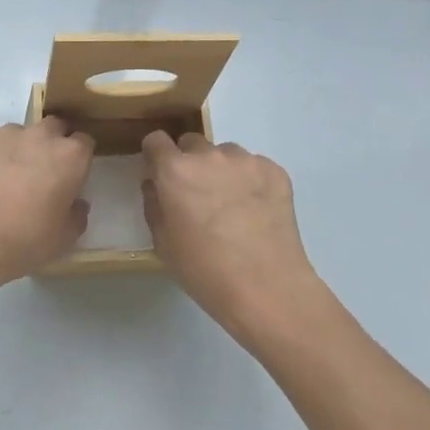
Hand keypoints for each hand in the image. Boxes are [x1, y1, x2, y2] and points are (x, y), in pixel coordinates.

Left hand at [0, 119, 94, 297]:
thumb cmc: (22, 242)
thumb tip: (75, 202)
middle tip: (39, 176)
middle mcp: (40, 135)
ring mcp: (3, 132)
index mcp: (70, 157)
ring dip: (16, 150)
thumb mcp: (63, 240)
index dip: (78, 160)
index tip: (70, 178)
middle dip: (50, 146)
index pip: (84, 142)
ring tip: (0, 181)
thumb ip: (77, 215)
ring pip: (17, 134)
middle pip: (53, 128)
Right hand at [141, 132, 319, 335]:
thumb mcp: (163, 243)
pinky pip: (254, 166)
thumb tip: (156, 185)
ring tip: (232, 206)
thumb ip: (153, 205)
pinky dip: (251, 181)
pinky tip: (256, 212)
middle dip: (189, 163)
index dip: (156, 157)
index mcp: (176, 170)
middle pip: (191, 144)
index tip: (161, 176)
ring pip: (225, 154)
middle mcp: (209, 155)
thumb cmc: (205, 271)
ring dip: (222, 170)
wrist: (267, 289)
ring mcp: (246, 160)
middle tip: (198, 196)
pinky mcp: (275, 171)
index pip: (156, 140)